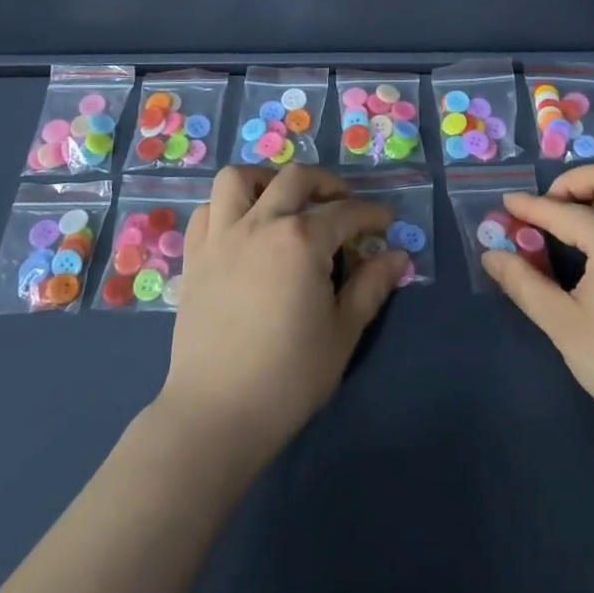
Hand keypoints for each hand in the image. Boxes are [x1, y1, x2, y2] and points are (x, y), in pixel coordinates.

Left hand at [159, 164, 407, 463]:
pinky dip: (227, 207)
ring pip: (239, 179)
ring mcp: (222, 237)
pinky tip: (243, 228)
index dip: (371, 214)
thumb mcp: (343, 333)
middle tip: (342, 205)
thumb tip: (398, 256)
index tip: (385, 222)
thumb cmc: (289, 376)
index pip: (346, 213)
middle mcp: (261, 223)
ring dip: (266, 180)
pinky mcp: (195, 257)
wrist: (217, 413)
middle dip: (326, 184)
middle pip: (296, 179)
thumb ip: (371, 287)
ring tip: (283, 201)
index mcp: (302, 240)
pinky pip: (207, 211)